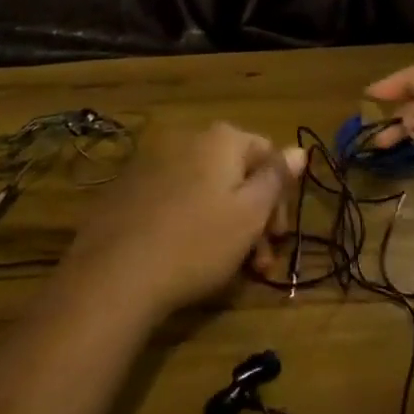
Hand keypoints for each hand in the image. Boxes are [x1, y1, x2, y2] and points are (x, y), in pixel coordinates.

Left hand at [61, 122, 304, 320]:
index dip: (280, 196)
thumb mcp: (250, 214)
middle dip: (253, 215)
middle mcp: (187, 139)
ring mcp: (152, 163)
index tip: (278, 238)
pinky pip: (173, 199)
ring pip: (205, 189)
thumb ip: (277, 178)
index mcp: (221, 139)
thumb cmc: (197, 242)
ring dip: (224, 222)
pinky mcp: (127, 190)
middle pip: (235, 172)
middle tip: (258, 262)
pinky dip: (189, 221)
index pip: (267, 154)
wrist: (114, 275)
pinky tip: (186, 256)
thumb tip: (299, 149)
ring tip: (226, 269)